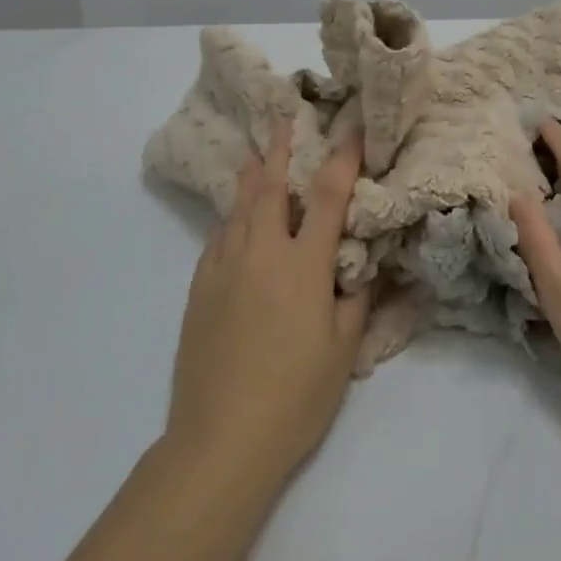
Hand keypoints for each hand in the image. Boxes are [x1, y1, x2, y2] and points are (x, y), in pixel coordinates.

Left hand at [167, 119, 372, 484]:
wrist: (220, 440)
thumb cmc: (295, 396)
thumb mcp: (343, 349)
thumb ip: (355, 298)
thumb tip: (362, 266)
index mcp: (303, 266)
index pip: (328, 197)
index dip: (342, 159)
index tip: (350, 130)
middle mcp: (261, 254)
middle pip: (270, 189)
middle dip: (279, 151)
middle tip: (282, 121)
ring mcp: (223, 270)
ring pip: (237, 209)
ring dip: (249, 178)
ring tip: (254, 155)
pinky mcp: (198, 291)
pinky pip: (218, 239)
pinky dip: (230, 218)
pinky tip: (233, 218)